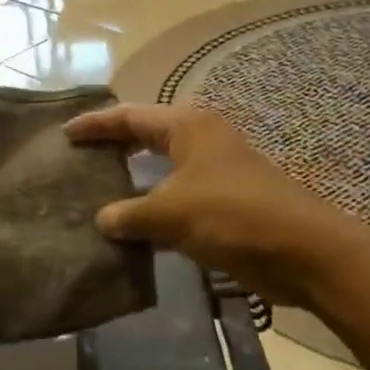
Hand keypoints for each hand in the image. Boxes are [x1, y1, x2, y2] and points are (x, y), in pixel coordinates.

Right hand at [65, 104, 369, 306]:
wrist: (305, 252)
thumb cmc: (233, 215)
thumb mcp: (171, 212)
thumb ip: (130, 214)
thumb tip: (103, 220)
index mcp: (187, 127)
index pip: (130, 117)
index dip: (96, 124)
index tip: (64, 133)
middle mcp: (200, 141)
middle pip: (145, 136)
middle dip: (113, 146)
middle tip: (78, 158)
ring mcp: (214, 173)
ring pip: (161, 169)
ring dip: (131, 180)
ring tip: (94, 191)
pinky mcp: (223, 204)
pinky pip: (175, 199)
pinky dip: (151, 207)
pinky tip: (130, 226)